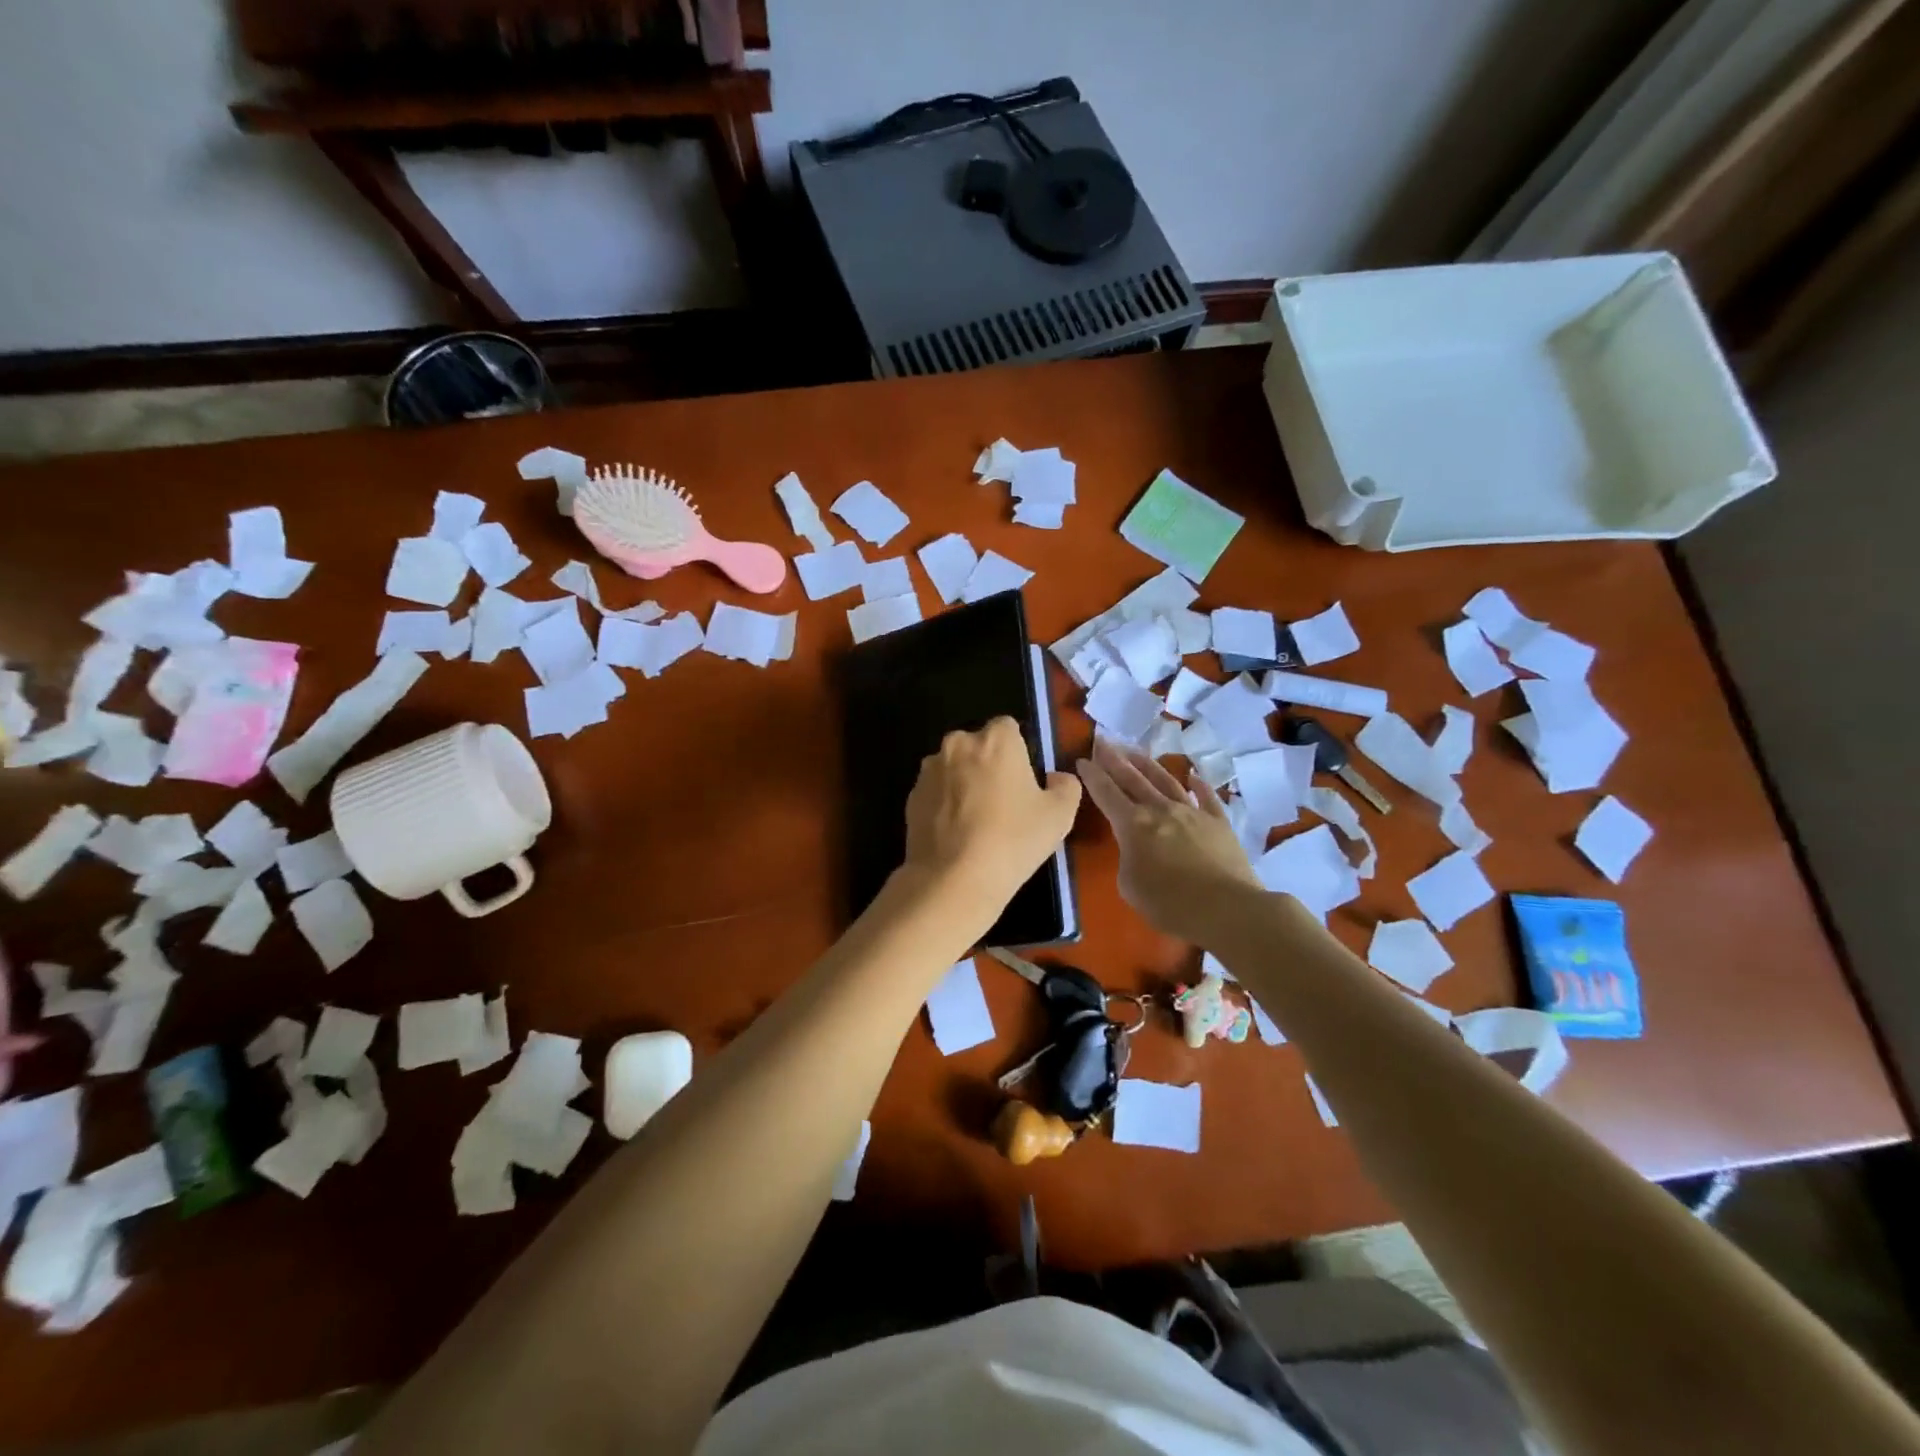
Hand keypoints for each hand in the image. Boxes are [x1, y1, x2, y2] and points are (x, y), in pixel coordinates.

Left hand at [901, 717, 1081, 913]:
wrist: (953, 879)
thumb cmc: (1013, 840)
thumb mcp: (1060, 816)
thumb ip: (1066, 786)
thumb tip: (1055, 778)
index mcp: (996, 739)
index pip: (1009, 728)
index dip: (1018, 752)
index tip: (1024, 781)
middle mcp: (958, 744)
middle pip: (978, 746)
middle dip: (988, 765)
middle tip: (1003, 803)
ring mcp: (929, 770)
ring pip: (953, 768)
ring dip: (964, 784)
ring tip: (976, 822)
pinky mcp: (911, 797)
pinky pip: (936, 793)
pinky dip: (944, 805)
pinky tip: (956, 835)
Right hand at [1076, 736, 1261, 944]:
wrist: (1226, 909)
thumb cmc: (1169, 904)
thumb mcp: (1130, 886)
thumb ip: (1128, 860)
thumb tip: (1138, 850)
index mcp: (1133, 825)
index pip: (1106, 793)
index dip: (1092, 776)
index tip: (1081, 759)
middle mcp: (1161, 809)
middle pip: (1133, 778)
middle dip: (1114, 759)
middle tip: (1101, 741)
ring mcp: (1192, 812)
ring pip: (1166, 780)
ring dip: (1147, 764)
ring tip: (1135, 751)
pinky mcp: (1219, 822)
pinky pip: (1207, 797)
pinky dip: (1199, 784)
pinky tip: (1193, 775)